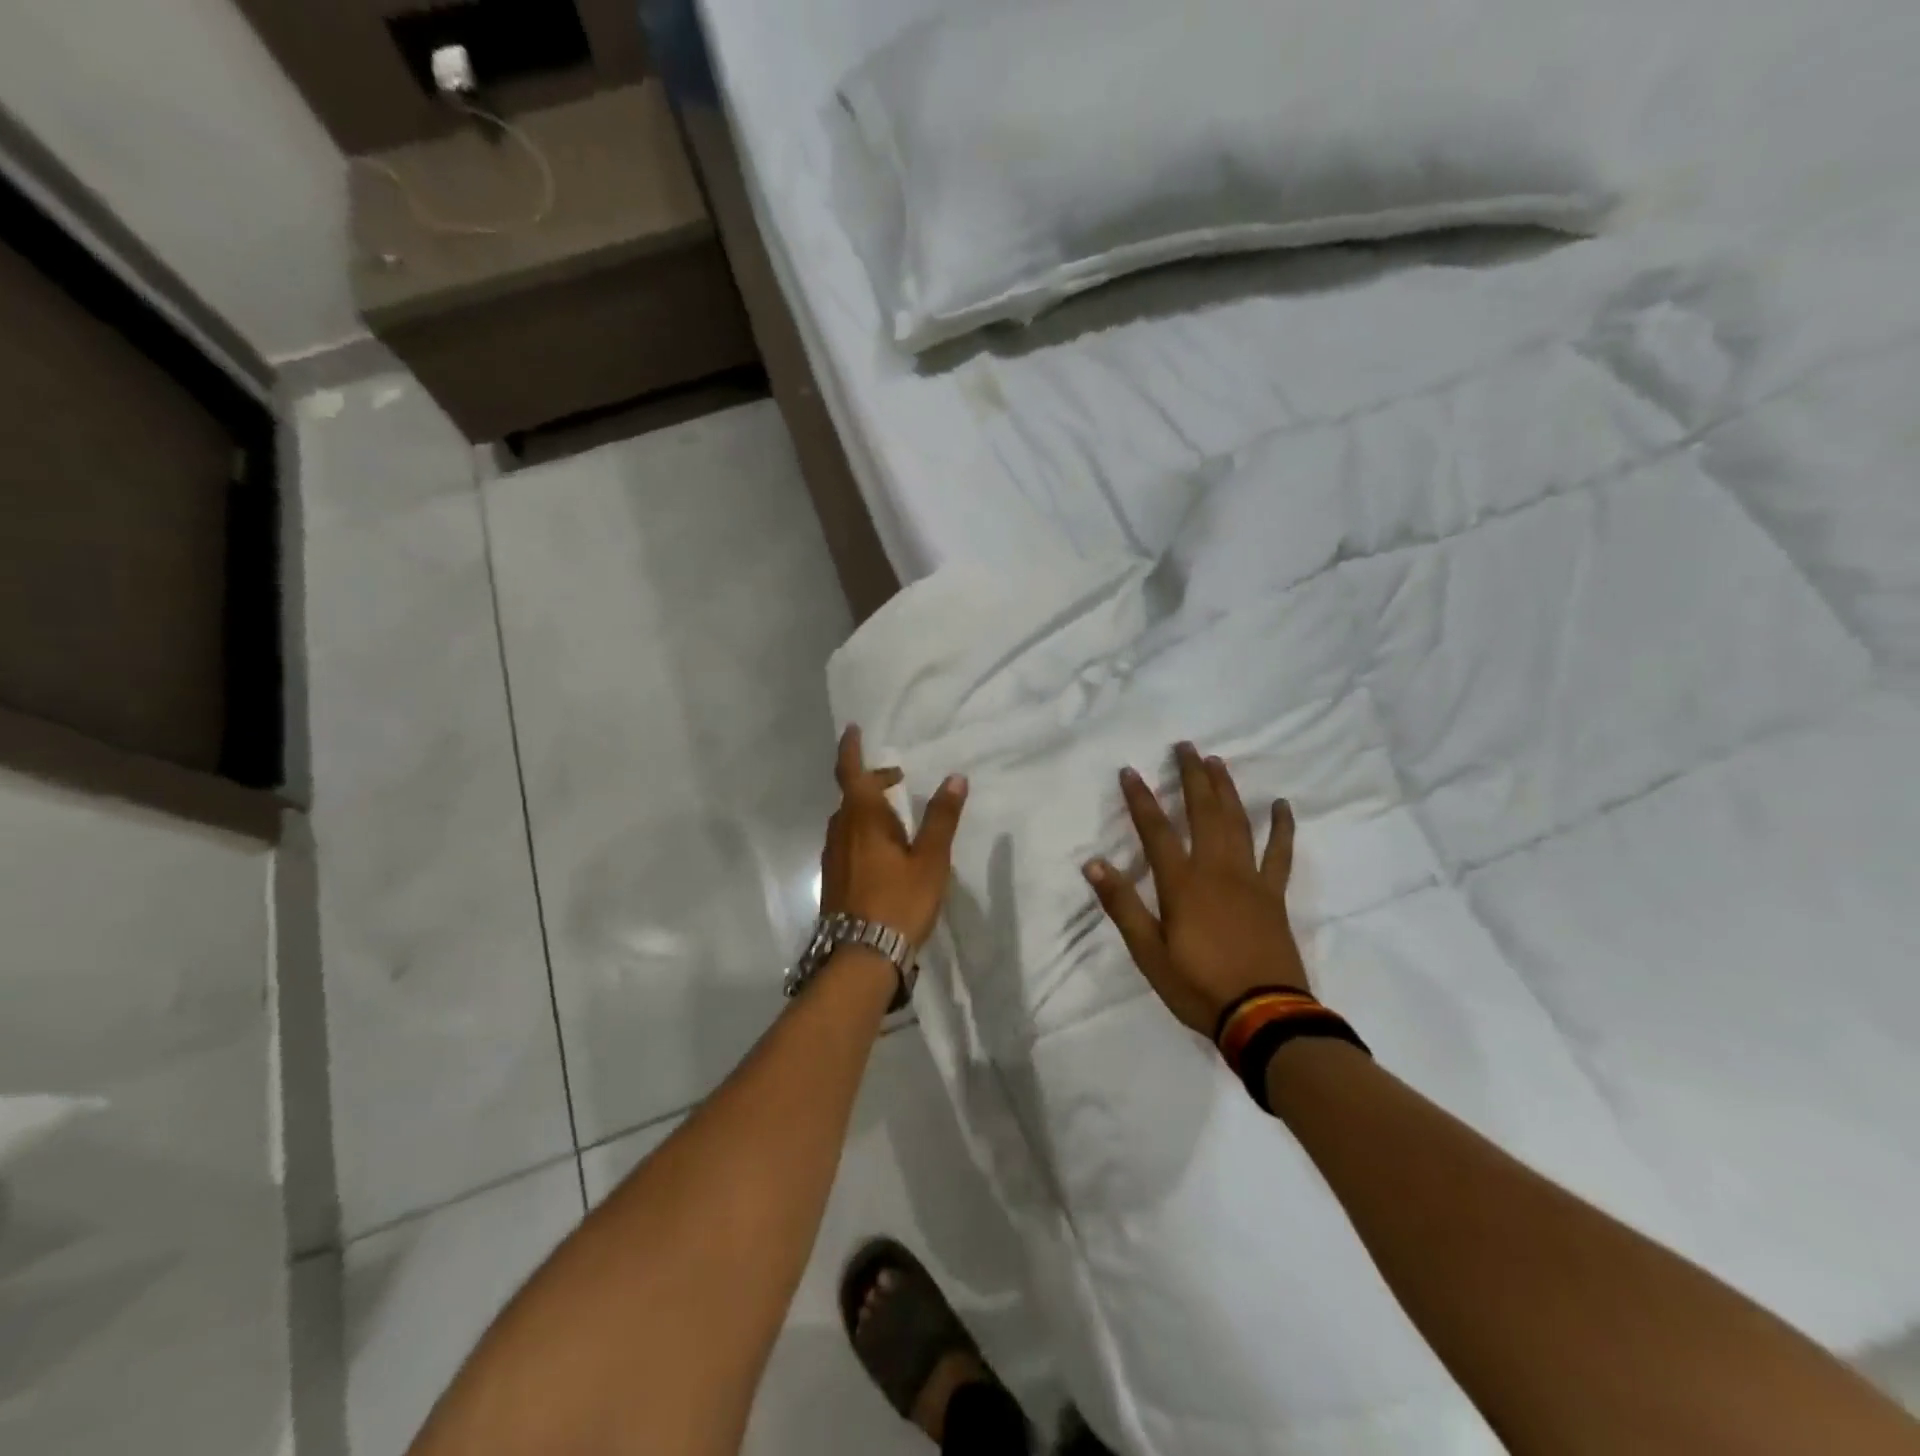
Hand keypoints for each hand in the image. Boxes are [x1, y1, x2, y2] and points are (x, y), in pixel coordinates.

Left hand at [819, 725, 967, 946]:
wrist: (861, 957)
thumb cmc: (899, 901)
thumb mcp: (930, 859)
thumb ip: (941, 817)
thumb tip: (955, 777)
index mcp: (862, 818)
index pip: (851, 771)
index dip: (851, 748)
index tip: (853, 729)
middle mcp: (840, 831)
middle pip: (852, 795)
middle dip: (873, 782)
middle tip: (898, 779)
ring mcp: (833, 856)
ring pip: (848, 820)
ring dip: (869, 809)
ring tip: (896, 817)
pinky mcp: (833, 879)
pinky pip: (847, 841)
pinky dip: (864, 832)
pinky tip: (883, 853)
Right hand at [1083, 742, 1307, 1035]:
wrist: (1264, 1017)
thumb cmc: (1198, 986)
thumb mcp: (1148, 953)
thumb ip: (1123, 906)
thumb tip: (1094, 864)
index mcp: (1182, 884)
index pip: (1156, 831)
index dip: (1141, 799)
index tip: (1130, 771)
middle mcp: (1216, 870)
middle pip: (1203, 812)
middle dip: (1192, 777)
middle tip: (1186, 746)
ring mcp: (1250, 879)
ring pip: (1238, 823)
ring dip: (1227, 790)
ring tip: (1218, 762)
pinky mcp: (1273, 895)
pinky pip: (1280, 854)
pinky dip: (1281, 828)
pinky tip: (1281, 805)